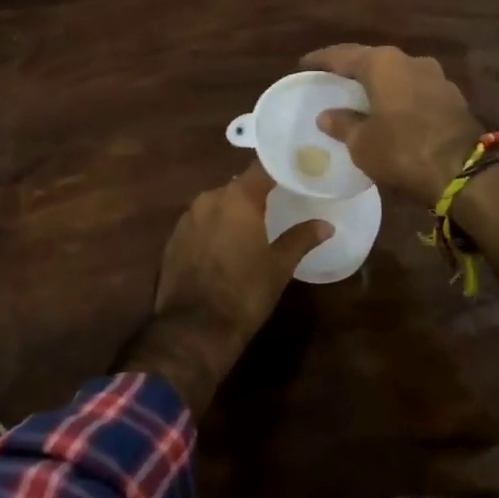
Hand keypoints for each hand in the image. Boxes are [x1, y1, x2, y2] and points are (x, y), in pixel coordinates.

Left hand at [116, 164, 327, 415]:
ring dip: (233, 212)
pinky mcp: (172, 239)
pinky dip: (214, 229)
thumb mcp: (279, 266)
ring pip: (217, 205)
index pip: (262, 168)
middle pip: (238, 186)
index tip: (295, 172)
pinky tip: (225, 248)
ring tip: (253, 228)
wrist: (194, 329)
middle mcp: (209, 198)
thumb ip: (301, 238)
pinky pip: (200, 224)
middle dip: (256, 194)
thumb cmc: (245, 292)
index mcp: (238, 198)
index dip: (279, 168)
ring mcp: (187, 218)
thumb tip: (326, 225)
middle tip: (278, 204)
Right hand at [302, 44, 483, 204]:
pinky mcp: (451, 97)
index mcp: (383, 63)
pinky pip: (415, 90)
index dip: (321, 60)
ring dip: (378, 84)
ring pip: (397, 74)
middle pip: (372, 60)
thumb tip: (327, 115)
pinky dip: (398, 97)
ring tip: (360, 98)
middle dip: (351, 71)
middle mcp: (410, 60)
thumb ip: (343, 124)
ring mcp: (435, 77)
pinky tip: (390, 112)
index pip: (343, 55)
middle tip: (332, 81)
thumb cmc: (403, 150)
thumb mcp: (362, 143)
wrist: (465, 172)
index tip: (304, 66)